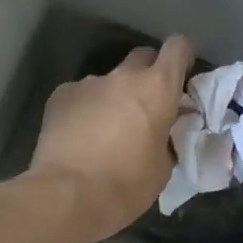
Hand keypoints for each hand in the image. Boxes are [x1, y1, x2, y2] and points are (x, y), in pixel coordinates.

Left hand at [29, 35, 193, 242]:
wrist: (68, 194)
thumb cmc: (126, 185)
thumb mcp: (162, 167)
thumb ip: (167, 138)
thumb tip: (162, 132)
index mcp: (157, 89)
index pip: (177, 48)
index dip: (181, 57)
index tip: (181, 75)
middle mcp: (124, 76)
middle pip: (142, 57)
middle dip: (147, 75)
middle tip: (145, 105)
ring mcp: (89, 82)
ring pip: (109, 81)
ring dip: (113, 97)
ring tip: (105, 130)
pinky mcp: (61, 95)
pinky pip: (81, 95)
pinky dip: (85, 109)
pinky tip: (79, 136)